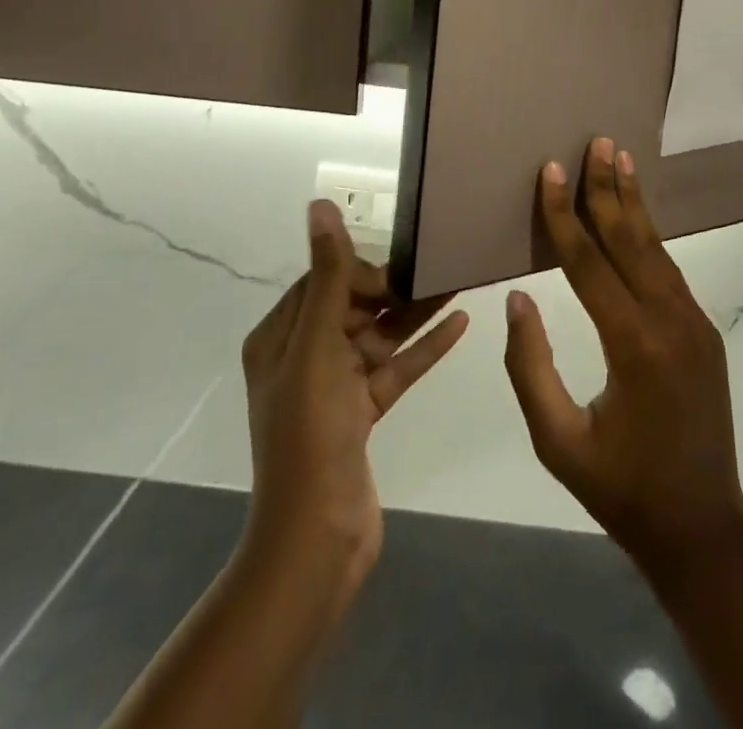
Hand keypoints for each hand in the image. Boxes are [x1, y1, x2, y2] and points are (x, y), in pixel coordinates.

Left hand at [241, 202, 467, 616]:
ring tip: (460, 280)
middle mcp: (304, 357)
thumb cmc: (310, 432)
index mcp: (280, 338)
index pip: (322, 281)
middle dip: (394, 288)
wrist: (317, 538)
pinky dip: (425, 346)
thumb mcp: (318, 345)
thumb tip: (318, 205)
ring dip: (417, 311)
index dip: (358, 269)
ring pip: (381, 336)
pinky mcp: (364, 414)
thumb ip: (328, 275)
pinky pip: (397, 367)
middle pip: (354, 305)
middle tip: (440, 265)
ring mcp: (335, 388)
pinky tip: (462, 322)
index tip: (396, 270)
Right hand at [503, 138, 742, 583]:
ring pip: (657, 250)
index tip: (551, 172)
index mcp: (633, 346)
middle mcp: (670, 321)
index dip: (565, 216)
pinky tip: (637, 217)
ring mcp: (694, 323)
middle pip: (632, 240)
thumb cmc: (621, 489)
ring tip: (621, 160)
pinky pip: (669, 272)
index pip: (590, 264)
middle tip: (598, 142)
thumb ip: (531, 367)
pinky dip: (649, 237)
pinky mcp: (703, 330)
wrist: (701, 527)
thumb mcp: (558, 441)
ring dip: (635, 204)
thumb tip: (519, 297)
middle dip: (610, 189)